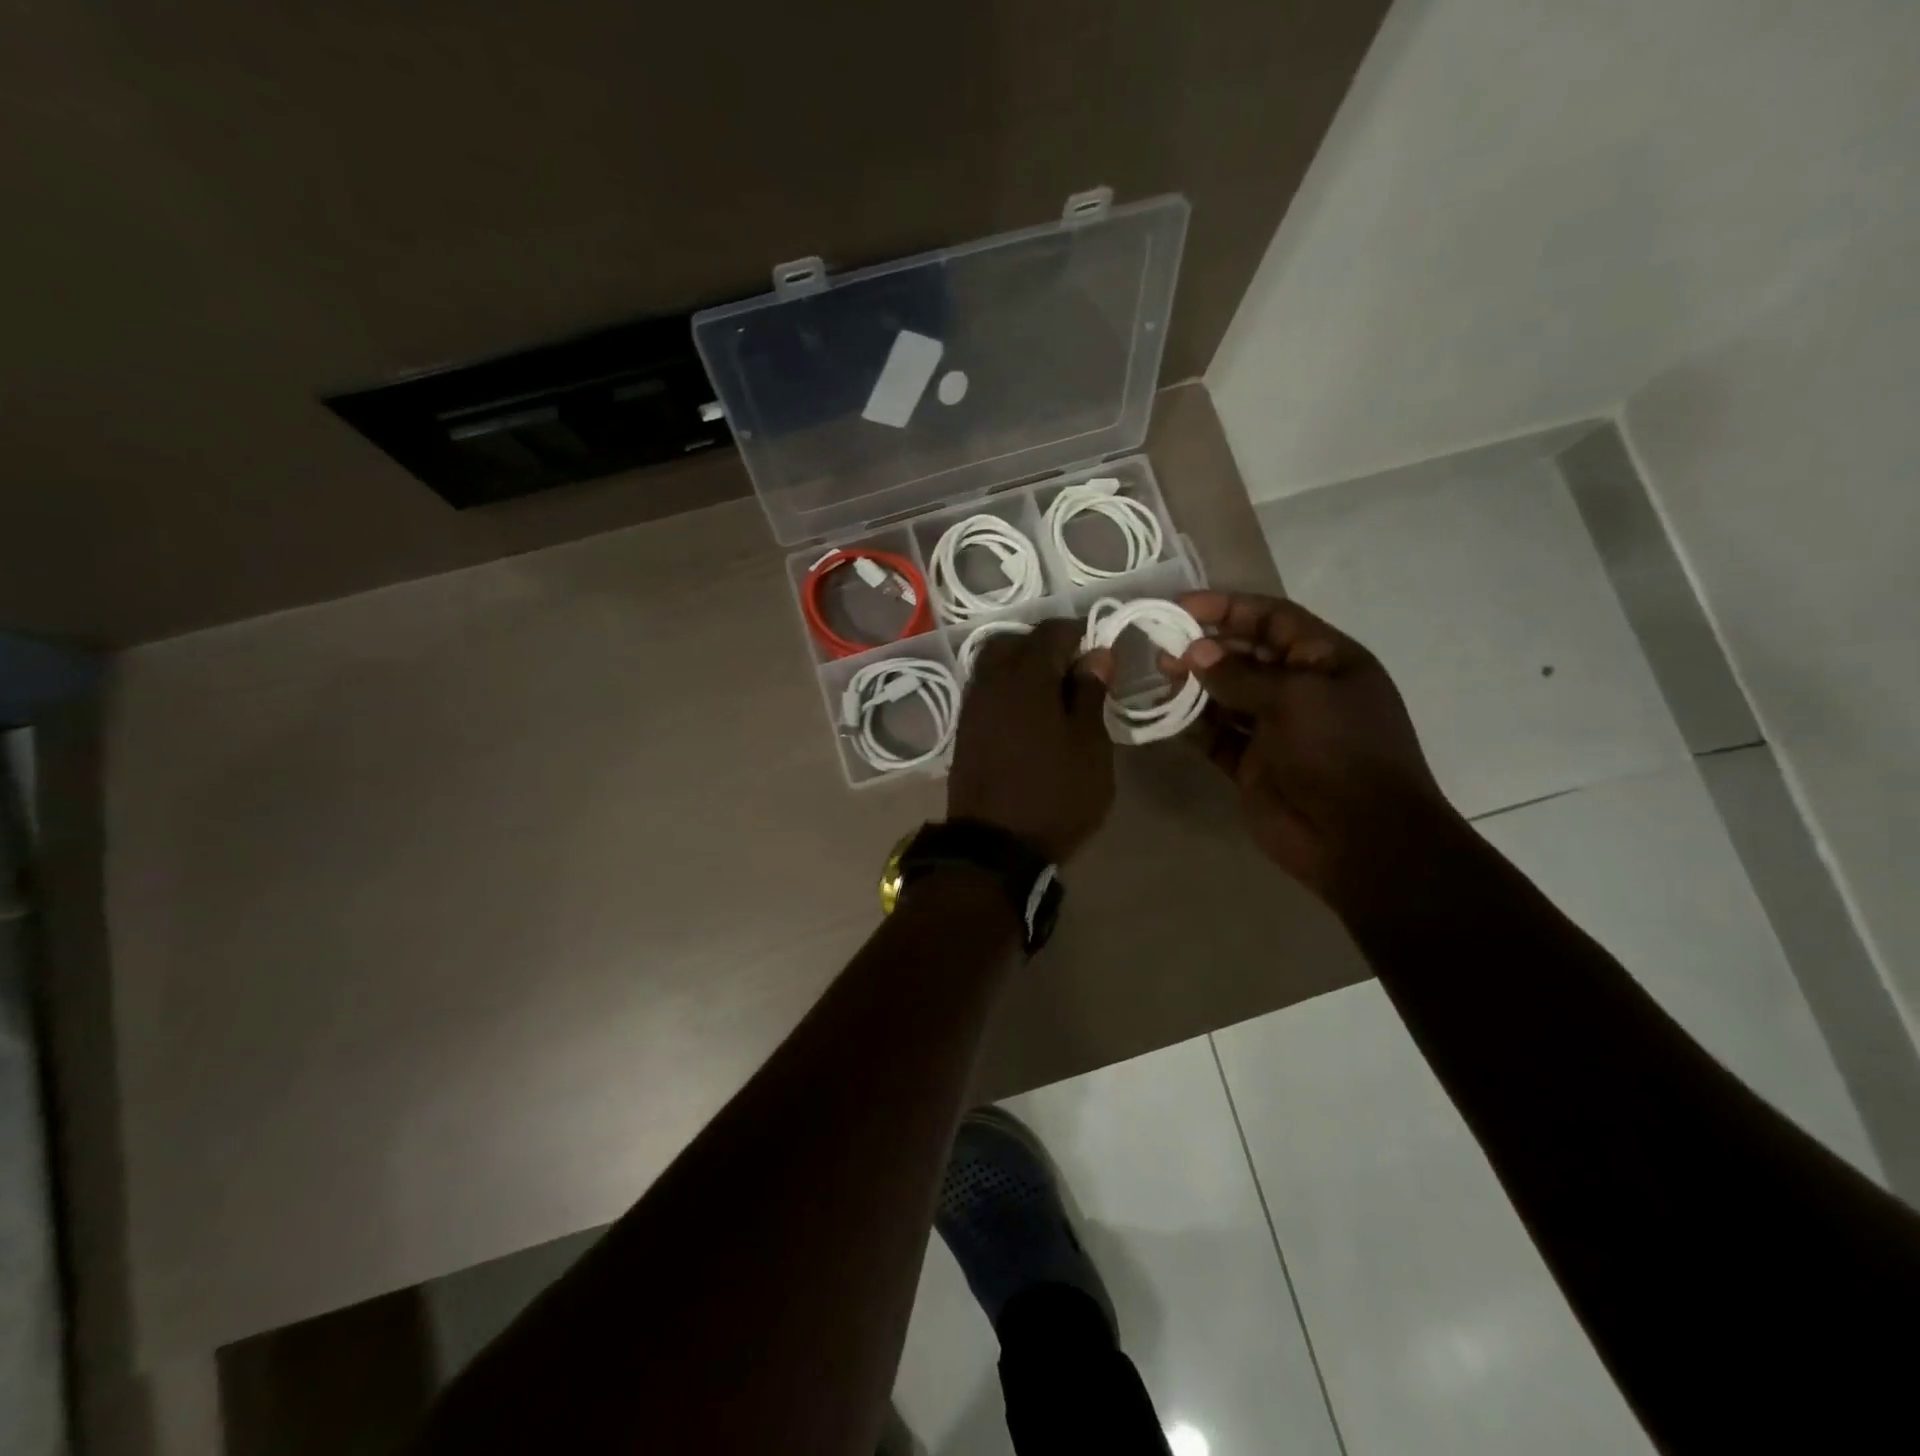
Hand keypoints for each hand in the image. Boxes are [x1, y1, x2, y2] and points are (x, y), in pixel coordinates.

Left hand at [947, 619, 1115, 863]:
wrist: (995, 846)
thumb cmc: (1055, 794)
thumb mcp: (1089, 746)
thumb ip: (1090, 694)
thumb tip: (1096, 655)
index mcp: (1025, 676)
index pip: (1050, 632)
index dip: (1077, 633)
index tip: (1099, 649)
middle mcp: (990, 681)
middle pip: (1014, 643)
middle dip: (1044, 646)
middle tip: (1074, 670)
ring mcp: (971, 706)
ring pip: (994, 666)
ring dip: (1022, 667)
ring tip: (1053, 694)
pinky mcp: (964, 731)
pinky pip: (986, 692)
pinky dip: (1007, 690)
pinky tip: (1028, 715)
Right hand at [1171, 590, 1454, 906]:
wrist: (1359, 839)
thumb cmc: (1339, 752)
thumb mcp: (1294, 698)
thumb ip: (1239, 674)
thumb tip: (1194, 652)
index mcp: (1326, 661)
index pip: (1273, 619)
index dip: (1229, 608)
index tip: (1181, 607)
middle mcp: (1300, 690)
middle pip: (1245, 655)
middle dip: (1205, 647)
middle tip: (1161, 645)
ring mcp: (1274, 729)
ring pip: (1226, 696)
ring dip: (1194, 684)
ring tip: (1158, 675)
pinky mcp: (1252, 764)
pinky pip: (1215, 736)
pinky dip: (1191, 725)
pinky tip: (1163, 714)